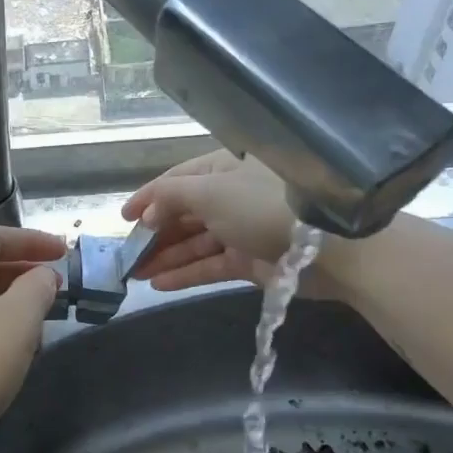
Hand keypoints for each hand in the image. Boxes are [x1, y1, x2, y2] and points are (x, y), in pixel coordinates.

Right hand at [122, 151, 344, 295]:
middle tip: (125, 254)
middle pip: (184, 213)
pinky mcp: (250, 261)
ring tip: (133, 273)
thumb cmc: (262, 206)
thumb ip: (170, 197)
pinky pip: (209, 266)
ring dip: (164, 256)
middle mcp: (231, 196)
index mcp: (223, 169)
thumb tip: (147, 213)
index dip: (148, 197)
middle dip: (154, 232)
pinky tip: (158, 283)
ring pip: (194, 242)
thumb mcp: (209, 191)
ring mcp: (241, 230)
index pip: (177, 181)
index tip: (122, 218)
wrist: (330, 247)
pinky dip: (185, 273)